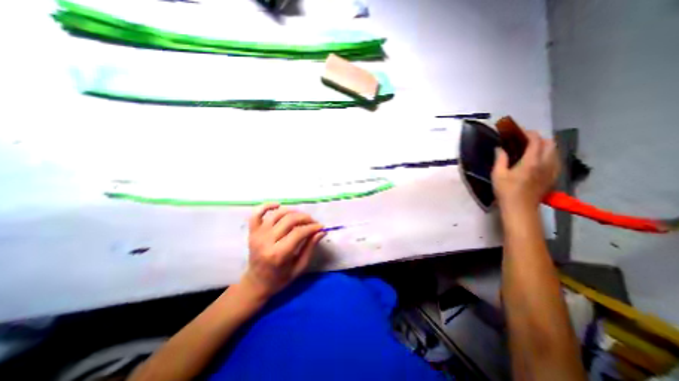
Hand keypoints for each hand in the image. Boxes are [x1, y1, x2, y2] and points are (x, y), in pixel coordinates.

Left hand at [240, 204, 324, 298]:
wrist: (256, 283)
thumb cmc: (280, 278)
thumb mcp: (299, 267)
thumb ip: (310, 247)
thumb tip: (321, 231)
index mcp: (278, 254)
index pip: (299, 232)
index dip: (312, 227)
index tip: (321, 227)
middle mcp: (266, 241)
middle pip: (289, 220)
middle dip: (305, 218)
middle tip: (313, 222)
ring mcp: (257, 235)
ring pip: (278, 214)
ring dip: (293, 212)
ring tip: (301, 217)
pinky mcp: (252, 232)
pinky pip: (256, 213)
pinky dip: (267, 206)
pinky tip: (278, 205)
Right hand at [492, 130, 559, 212]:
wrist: (520, 209)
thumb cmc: (506, 191)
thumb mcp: (497, 174)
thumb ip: (500, 159)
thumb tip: (499, 148)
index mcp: (531, 161)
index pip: (536, 141)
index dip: (528, 133)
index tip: (518, 132)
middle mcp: (546, 163)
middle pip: (550, 143)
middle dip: (539, 138)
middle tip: (524, 140)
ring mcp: (552, 170)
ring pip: (555, 151)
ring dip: (545, 146)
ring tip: (531, 149)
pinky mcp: (553, 177)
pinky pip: (555, 160)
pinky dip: (548, 155)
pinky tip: (538, 160)